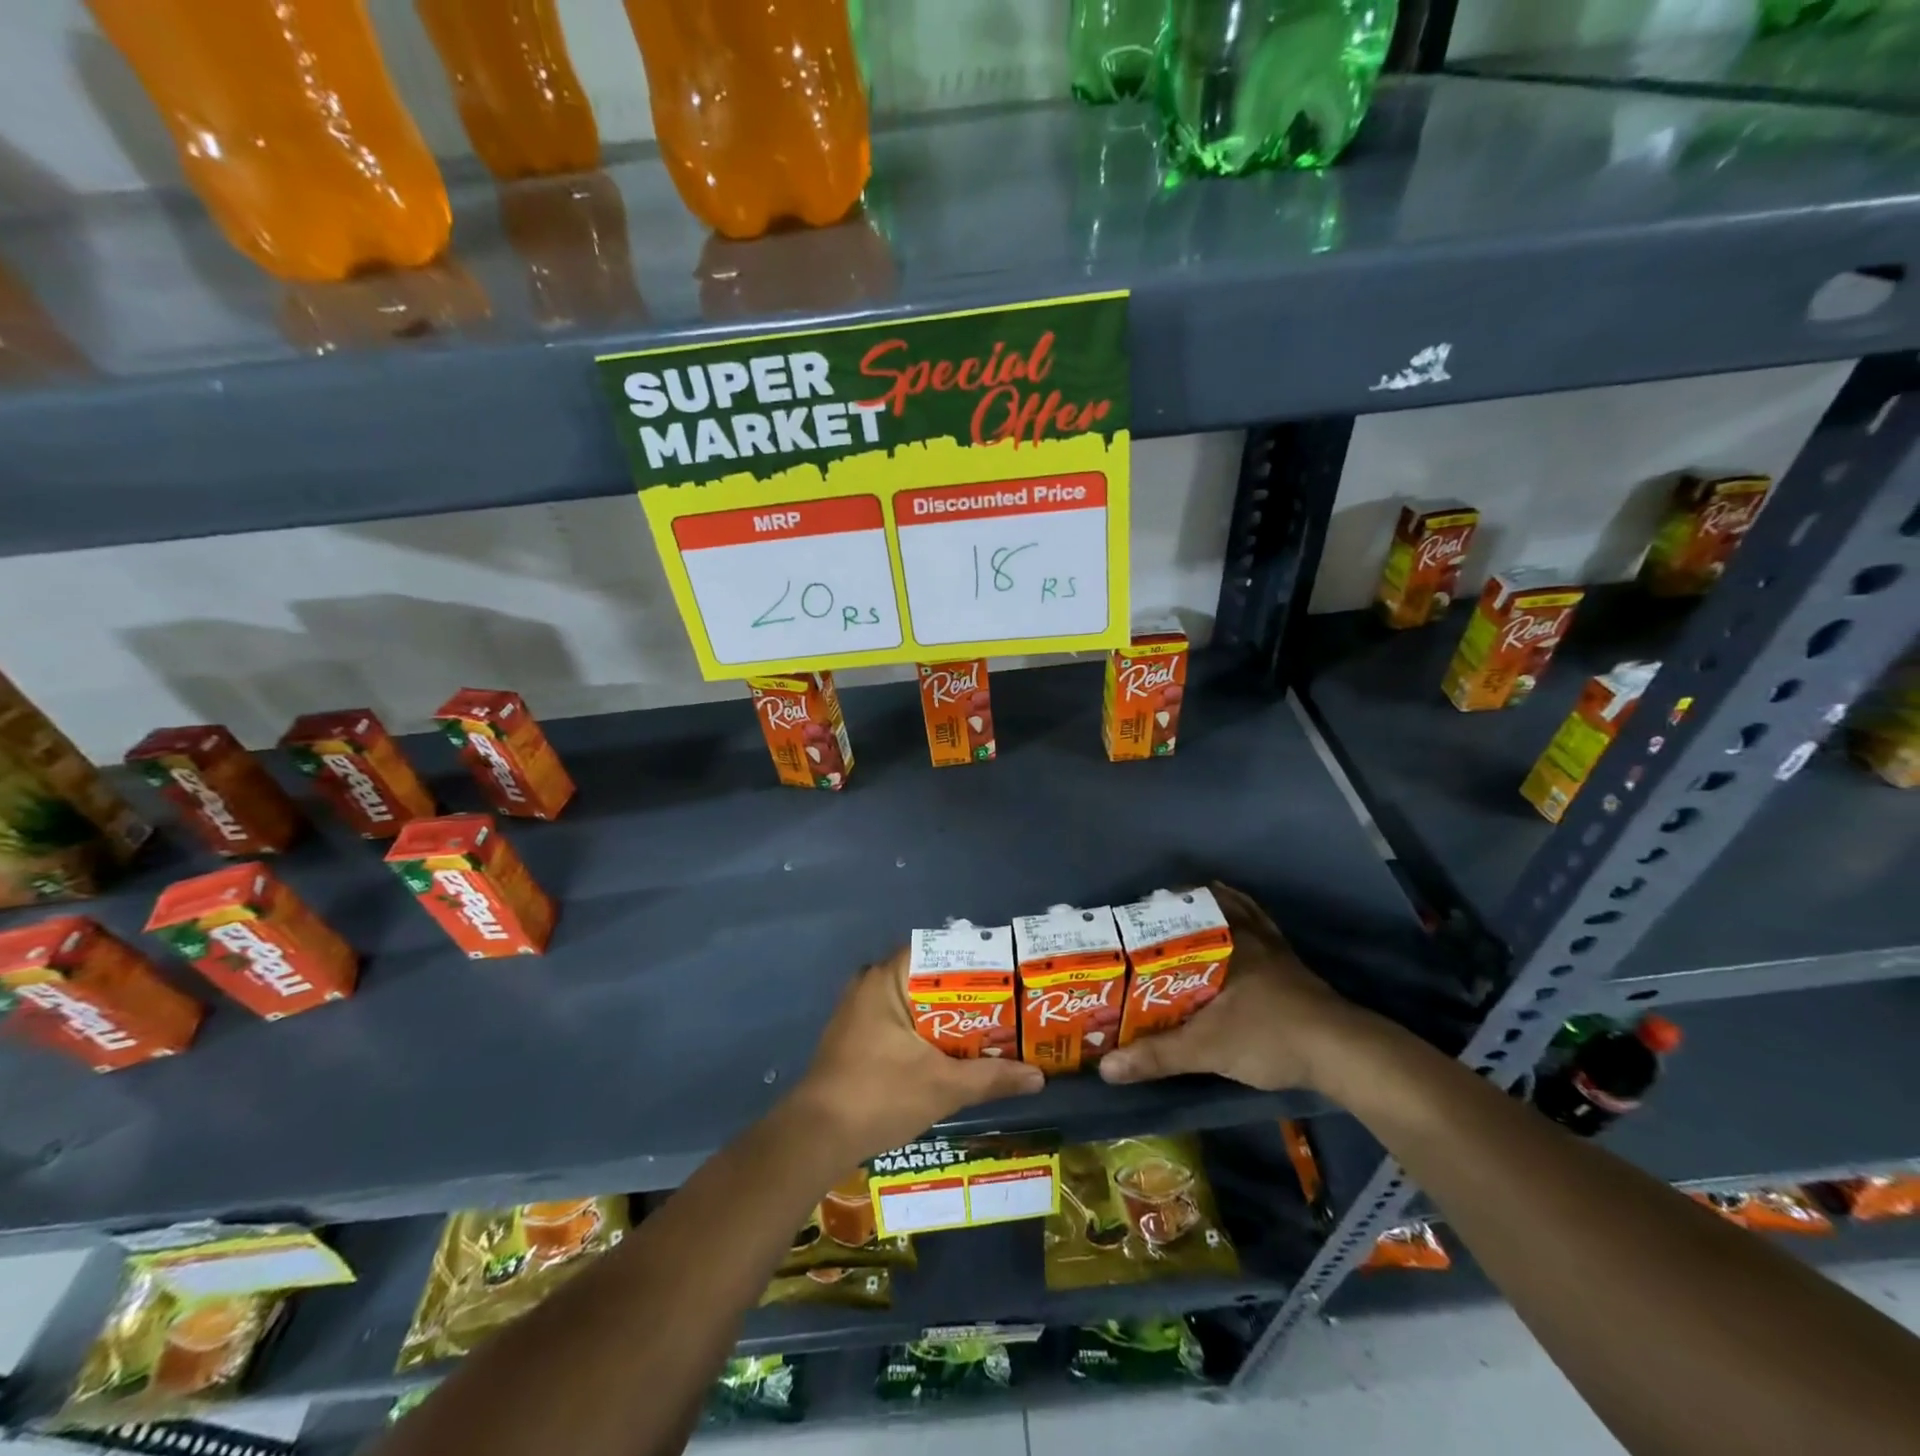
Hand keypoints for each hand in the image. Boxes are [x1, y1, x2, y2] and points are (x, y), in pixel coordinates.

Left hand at [792, 949, 1044, 1164]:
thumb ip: (991, 1077)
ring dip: (949, 1017)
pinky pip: (902, 1020)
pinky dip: (928, 1032)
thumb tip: (1039, 1077)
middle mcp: (871, 983)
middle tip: (1010, 1005)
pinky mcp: (858, 1035)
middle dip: (969, 995)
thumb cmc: (879, 1095)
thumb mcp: (943, 1086)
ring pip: (917, 1003)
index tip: (1009, 976)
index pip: (939, 952)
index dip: (976, 962)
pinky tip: (956, 1051)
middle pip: (930, 979)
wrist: (816, 1138)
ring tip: (993, 1027)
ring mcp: (861, 1010)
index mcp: (886, 978)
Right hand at [1098, 882, 1368, 1092]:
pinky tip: (1238, 933)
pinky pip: (1262, 930)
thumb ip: (1156, 1055)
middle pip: (1210, 905)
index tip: (1131, 914)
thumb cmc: (1268, 1036)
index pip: (1183, 911)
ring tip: (1188, 915)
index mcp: (1224, 941)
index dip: (1156, 908)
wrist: (1343, 1053)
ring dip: (1214, 910)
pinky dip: (1246, 923)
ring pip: (1239, 913)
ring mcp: (1275, 948)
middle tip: (1153, 919)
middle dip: (1181, 907)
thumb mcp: (1205, 1048)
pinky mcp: (1293, 966)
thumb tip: (1106, 1067)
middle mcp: (1249, 934)